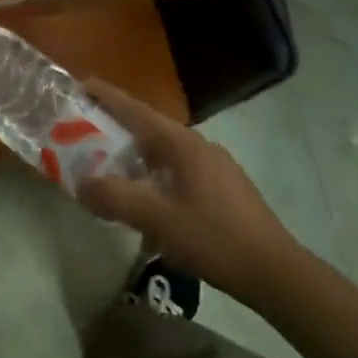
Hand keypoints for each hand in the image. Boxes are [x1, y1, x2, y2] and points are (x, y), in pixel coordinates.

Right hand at [76, 80, 306, 307]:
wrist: (276, 274)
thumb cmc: (215, 239)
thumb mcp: (158, 219)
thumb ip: (115, 198)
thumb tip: (81, 184)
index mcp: (181, 143)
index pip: (135, 110)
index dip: (106, 96)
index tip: (80, 83)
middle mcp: (198, 146)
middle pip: (147, 130)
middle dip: (115, 130)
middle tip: (82, 134)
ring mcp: (214, 167)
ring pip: (163, 154)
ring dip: (135, 159)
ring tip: (109, 172)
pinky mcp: (223, 190)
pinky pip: (177, 173)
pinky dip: (154, 179)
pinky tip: (148, 207)